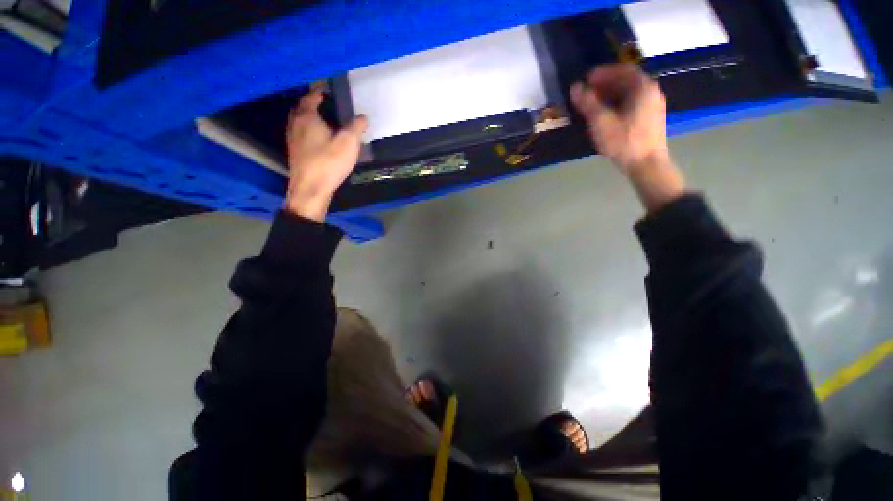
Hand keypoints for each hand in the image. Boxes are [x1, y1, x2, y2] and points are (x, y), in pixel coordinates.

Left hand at [284, 90, 367, 221]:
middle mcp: (296, 124)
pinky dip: (307, 131)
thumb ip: (356, 127)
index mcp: (307, 117)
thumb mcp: (349, 143)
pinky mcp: (295, 153)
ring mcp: (292, 139)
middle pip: (301, 108)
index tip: (328, 90)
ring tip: (323, 122)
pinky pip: (300, 134)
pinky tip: (317, 140)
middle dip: (311, 104)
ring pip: (298, 122)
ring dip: (308, 118)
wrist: (310, 189)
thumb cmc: (329, 162)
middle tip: (325, 105)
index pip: (311, 97)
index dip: (319, 92)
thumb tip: (362, 117)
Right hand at [570, 64, 669, 174]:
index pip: (622, 69)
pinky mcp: (650, 119)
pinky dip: (618, 103)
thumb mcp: (601, 122)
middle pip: (627, 80)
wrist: (647, 165)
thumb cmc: (624, 142)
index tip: (586, 79)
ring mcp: (653, 106)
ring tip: (593, 104)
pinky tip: (606, 115)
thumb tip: (575, 87)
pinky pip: (632, 103)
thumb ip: (588, 103)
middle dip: (605, 84)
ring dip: (610, 94)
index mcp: (642, 88)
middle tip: (587, 92)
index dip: (603, 72)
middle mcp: (651, 92)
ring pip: (629, 93)